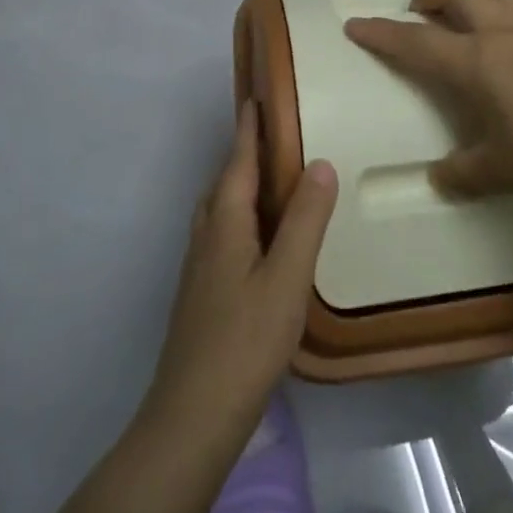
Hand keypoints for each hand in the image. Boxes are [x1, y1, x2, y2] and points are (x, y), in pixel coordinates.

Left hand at [145, 102, 336, 438]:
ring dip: (243, 182)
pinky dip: (244, 214)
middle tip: (276, 130)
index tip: (258, 94)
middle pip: (227, 179)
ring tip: (274, 176)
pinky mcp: (203, 292)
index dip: (250, 127)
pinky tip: (262, 236)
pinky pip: (225, 231)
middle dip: (247, 150)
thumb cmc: (244, 342)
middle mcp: (207, 233)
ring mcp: (201, 265)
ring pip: (222, 208)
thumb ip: (305, 220)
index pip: (239, 159)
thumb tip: (320, 162)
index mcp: (226, 221)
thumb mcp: (287, 278)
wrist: (192, 418)